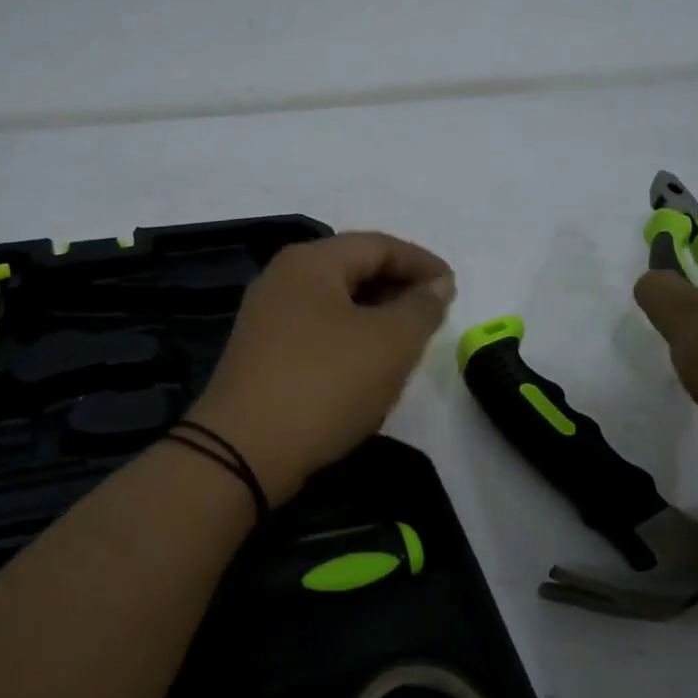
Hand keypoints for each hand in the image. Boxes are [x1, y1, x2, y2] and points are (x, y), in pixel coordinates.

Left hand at [188, 232, 455, 503]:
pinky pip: (317, 331)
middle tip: (433, 314)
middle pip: (352, 269)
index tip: (453, 287)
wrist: (244, 452)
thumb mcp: (390, 344)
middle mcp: (282, 280)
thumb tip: (437, 285)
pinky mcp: (260, 354)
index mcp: (310, 262)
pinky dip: (349, 337)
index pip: (378, 245)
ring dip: (375, 314)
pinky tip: (367, 364)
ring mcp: (265, 318)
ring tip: (407, 340)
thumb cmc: (326, 385)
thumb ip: (421, 308)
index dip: (421, 262)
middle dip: (398, 287)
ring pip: (334, 303)